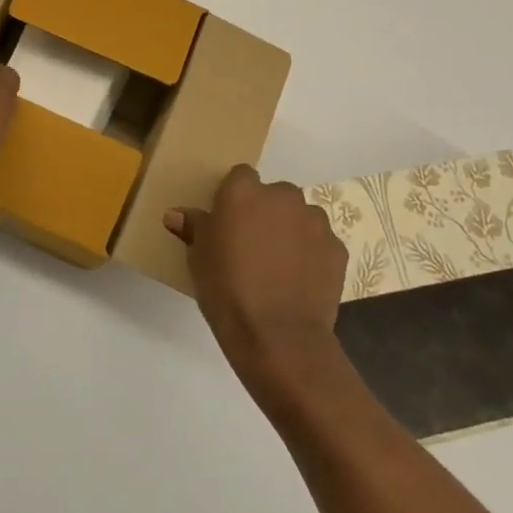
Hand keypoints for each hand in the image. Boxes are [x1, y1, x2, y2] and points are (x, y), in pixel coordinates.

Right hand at [166, 165, 347, 385]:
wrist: (278, 336)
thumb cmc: (227, 290)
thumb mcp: (198, 258)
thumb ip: (194, 228)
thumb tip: (175, 214)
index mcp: (244, 192)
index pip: (241, 176)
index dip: (235, 197)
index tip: (229, 221)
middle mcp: (283, 196)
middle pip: (274, 195)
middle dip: (266, 213)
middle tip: (253, 245)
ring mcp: (315, 221)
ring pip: (301, 217)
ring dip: (291, 231)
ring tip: (279, 266)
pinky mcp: (337, 248)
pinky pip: (320, 243)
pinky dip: (311, 255)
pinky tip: (299, 281)